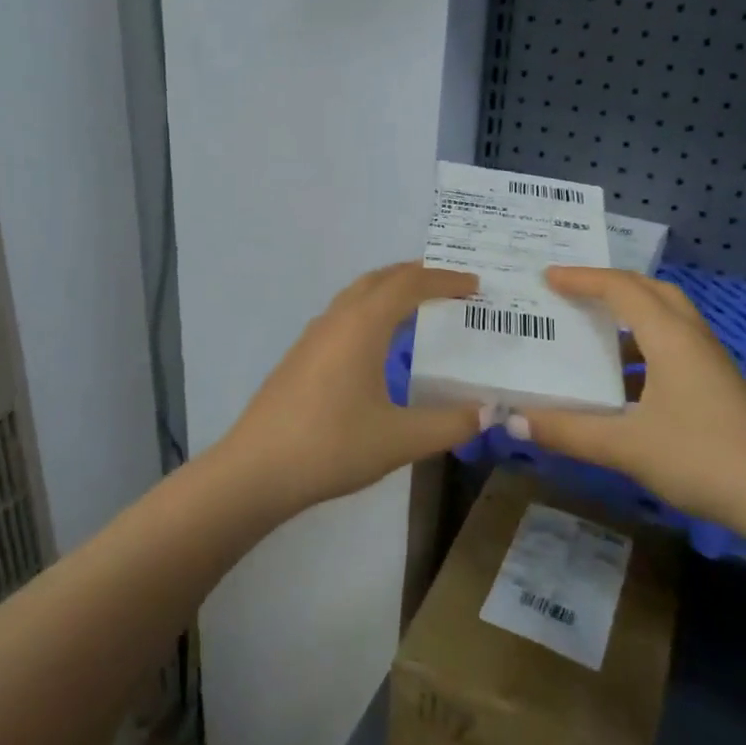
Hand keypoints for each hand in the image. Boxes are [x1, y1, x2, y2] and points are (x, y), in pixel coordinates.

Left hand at [216, 261, 482, 516]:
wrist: (257, 470)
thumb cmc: (332, 447)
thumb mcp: (400, 439)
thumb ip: (450, 424)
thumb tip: (488, 412)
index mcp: (362, 325)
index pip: (410, 284)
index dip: (446, 279)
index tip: (476, 285)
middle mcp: (336, 318)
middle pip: (381, 278)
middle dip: (418, 275)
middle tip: (452, 285)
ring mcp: (313, 335)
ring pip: (357, 294)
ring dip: (391, 290)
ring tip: (420, 306)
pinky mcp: (301, 355)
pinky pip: (344, 314)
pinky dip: (371, 310)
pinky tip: (378, 342)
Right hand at [516, 267, 745, 538]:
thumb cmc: (702, 458)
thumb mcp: (626, 446)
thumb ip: (568, 431)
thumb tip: (513, 420)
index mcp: (670, 337)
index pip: (621, 288)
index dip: (582, 278)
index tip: (547, 277)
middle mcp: (693, 339)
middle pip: (651, 292)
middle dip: (612, 285)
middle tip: (575, 293)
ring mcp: (711, 364)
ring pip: (667, 321)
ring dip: (630, 318)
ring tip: (593, 336)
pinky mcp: (720, 389)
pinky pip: (675, 349)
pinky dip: (645, 350)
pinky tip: (625, 387)